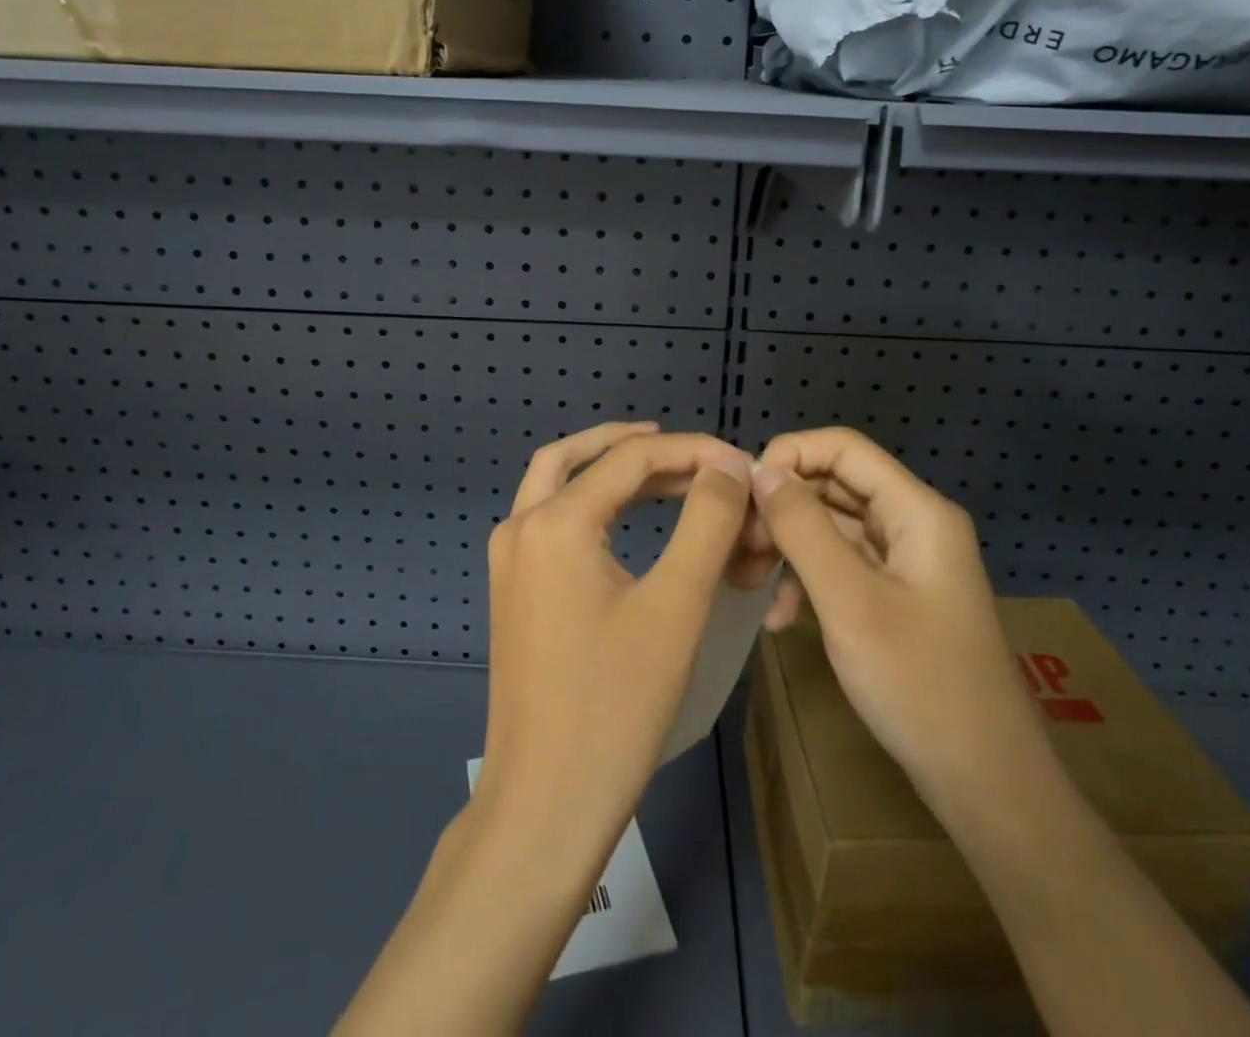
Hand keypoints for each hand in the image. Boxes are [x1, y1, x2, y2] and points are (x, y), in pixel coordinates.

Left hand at [476, 423, 755, 873]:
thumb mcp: (677, 605)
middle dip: (640, 447)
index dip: (691, 451)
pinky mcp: (511, 588)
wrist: (546, 802)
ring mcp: (508, 559)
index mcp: (554, 522)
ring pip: (557, 482)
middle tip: (697, 457)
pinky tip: (627, 517)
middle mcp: (520, 526)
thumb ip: (707, 521)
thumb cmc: (617, 704)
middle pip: (580, 456)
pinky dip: (591, 501)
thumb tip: (729, 463)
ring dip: (609, 467)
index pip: (630, 458)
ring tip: (667, 473)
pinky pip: (551, 518)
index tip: (741, 462)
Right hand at [749, 427, 1042, 817]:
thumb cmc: (919, 685)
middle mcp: (913, 524)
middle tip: (737, 544)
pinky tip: (779, 619)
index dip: (790, 456)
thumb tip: (760, 471)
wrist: (986, 784)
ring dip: (787, 546)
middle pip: (835, 485)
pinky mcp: (895, 596)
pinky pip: (841, 566)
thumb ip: (803, 528)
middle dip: (781, 507)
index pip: (844, 448)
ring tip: (746, 579)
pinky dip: (806, 580)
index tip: (744, 494)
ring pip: (832, 526)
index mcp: (916, 512)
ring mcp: (905, 562)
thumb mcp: (849, 601)